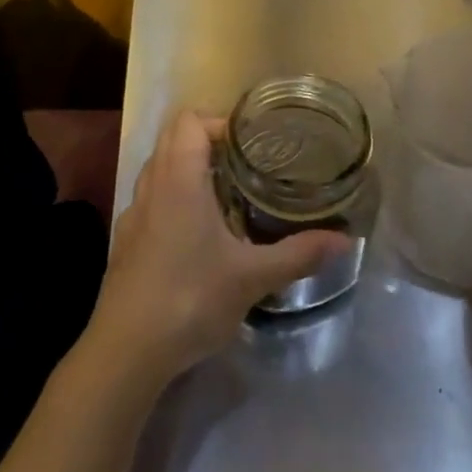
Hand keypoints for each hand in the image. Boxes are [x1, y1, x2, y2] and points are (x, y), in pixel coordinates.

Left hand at [87, 110, 351, 384]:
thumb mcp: (252, 277)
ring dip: (188, 167)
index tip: (254, 142)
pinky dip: (173, 196)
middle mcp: (151, 185)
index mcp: (178, 179)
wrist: (127, 350)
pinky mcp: (126, 240)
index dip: (220, 122)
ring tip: (227, 191)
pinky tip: (198, 231)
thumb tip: (346, 240)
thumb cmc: (190, 299)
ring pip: (159, 168)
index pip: (190, 121)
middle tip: (247, 162)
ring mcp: (134, 213)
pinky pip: (151, 198)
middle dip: (208, 141)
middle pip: (172, 138)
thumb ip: (299, 254)